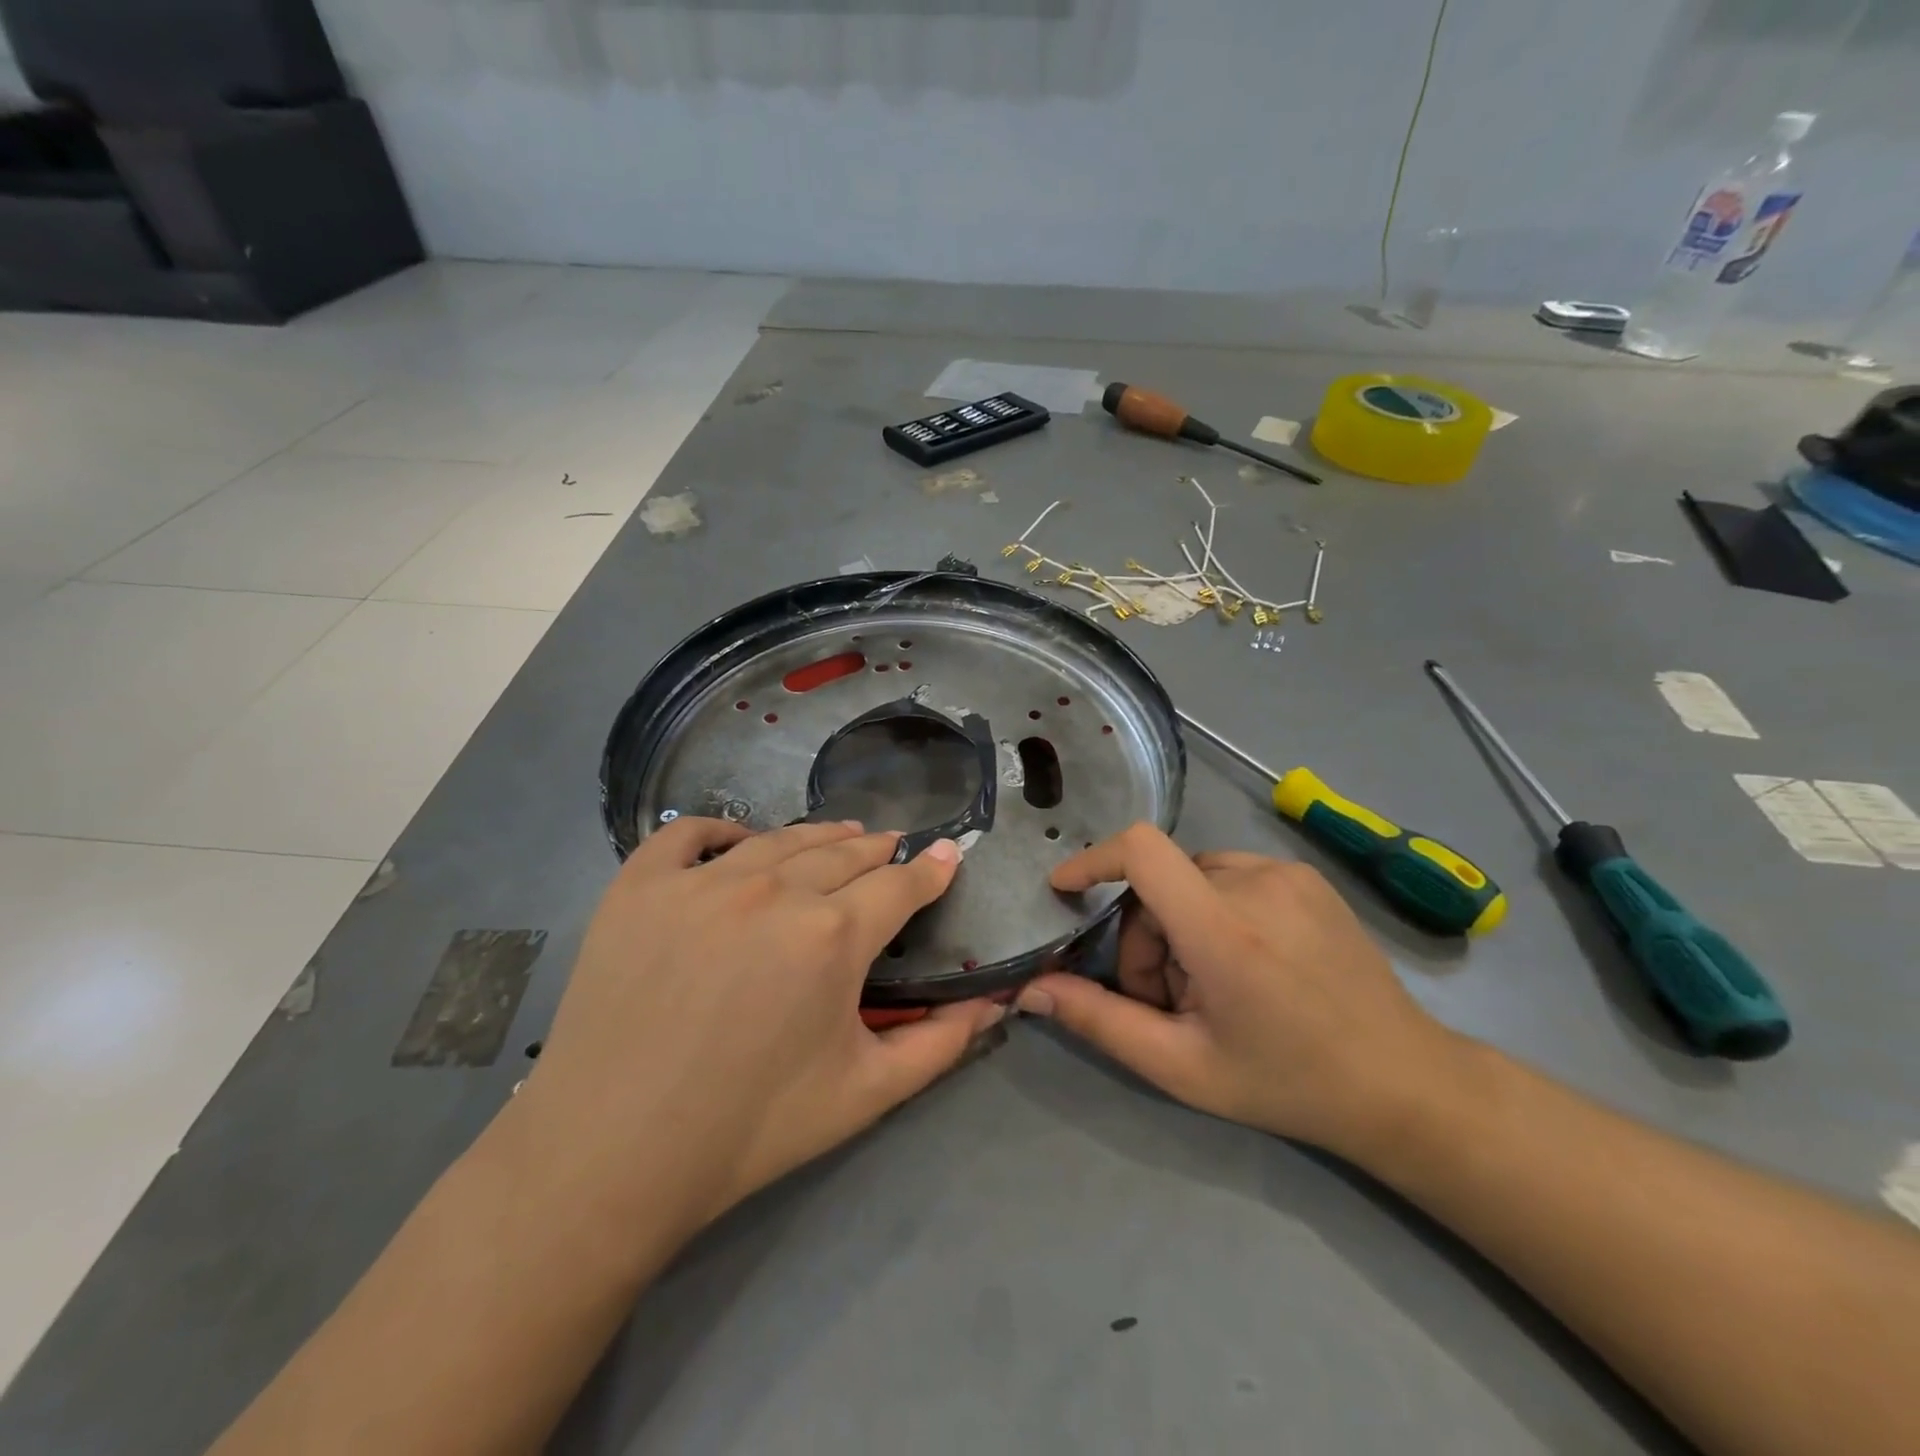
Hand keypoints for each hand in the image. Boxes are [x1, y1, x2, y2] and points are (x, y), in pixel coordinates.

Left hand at [505, 818, 1003, 1245]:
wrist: (611, 1155)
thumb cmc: (751, 1128)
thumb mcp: (866, 1094)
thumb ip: (941, 1044)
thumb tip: (995, 1003)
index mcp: (833, 935)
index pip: (900, 884)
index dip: (931, 869)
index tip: (947, 853)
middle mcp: (774, 889)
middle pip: (844, 852)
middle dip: (878, 850)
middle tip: (891, 850)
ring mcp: (702, 880)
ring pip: (779, 838)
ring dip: (819, 835)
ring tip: (839, 836)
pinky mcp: (640, 886)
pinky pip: (687, 835)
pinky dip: (720, 829)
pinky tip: (737, 840)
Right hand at [1017, 824, 1463, 1158]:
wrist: (1403, 1082)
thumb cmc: (1286, 1082)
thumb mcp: (1181, 1066)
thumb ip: (1100, 1021)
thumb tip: (1031, 989)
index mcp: (1223, 930)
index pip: (1141, 851)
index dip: (1092, 860)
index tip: (1066, 889)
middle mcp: (1255, 884)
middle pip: (1159, 883)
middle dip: (1145, 937)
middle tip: (1168, 1000)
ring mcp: (1288, 873)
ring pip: (1192, 879)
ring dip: (1179, 923)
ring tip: (1211, 985)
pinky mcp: (1307, 875)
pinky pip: (1230, 875)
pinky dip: (1215, 909)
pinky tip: (1247, 961)